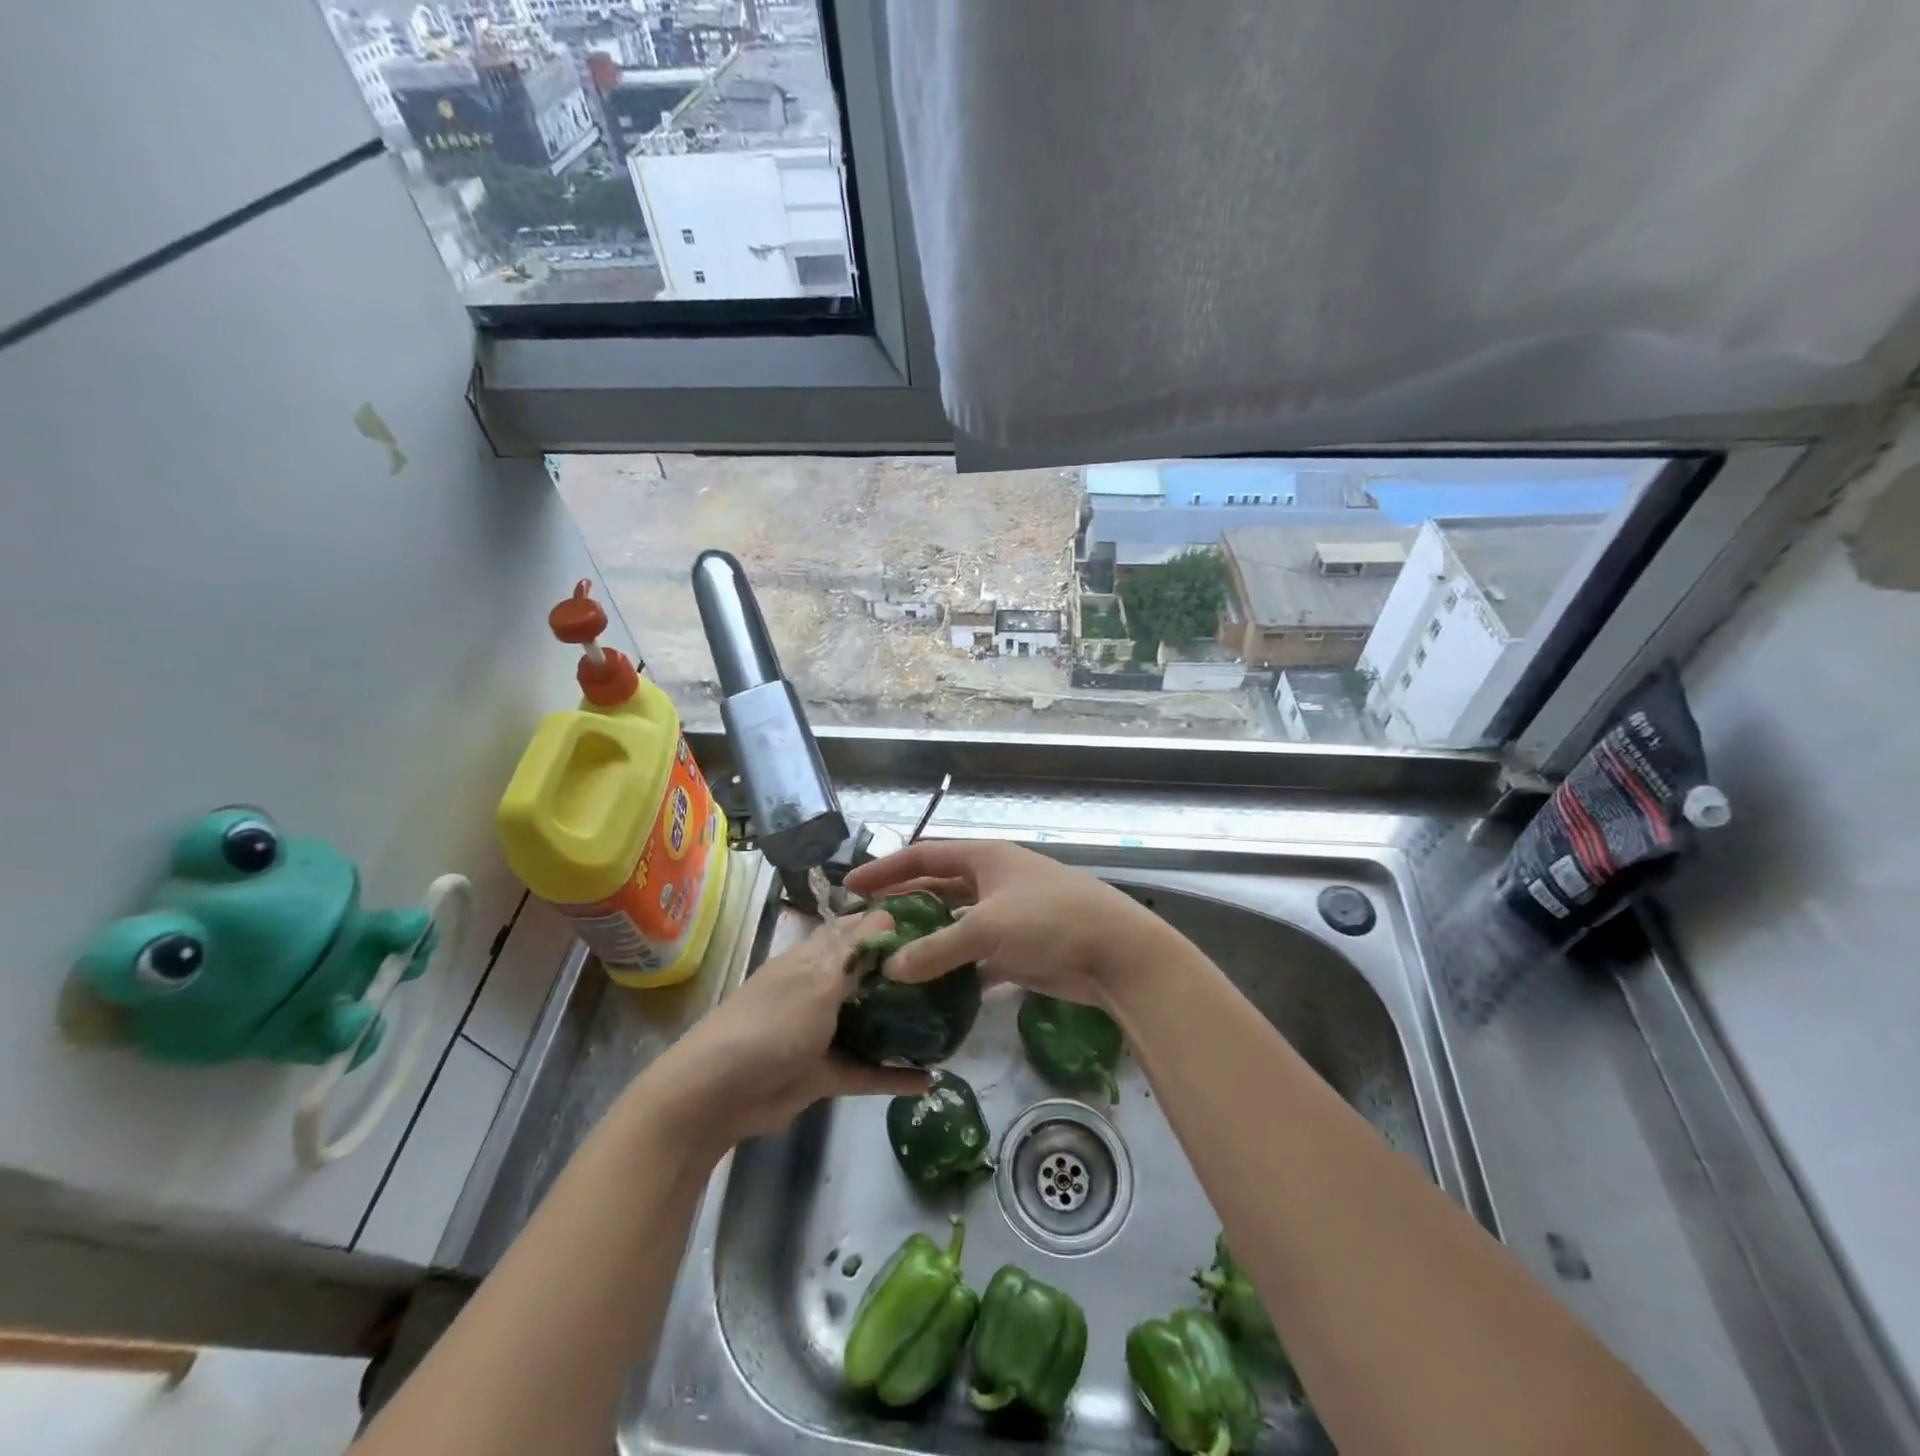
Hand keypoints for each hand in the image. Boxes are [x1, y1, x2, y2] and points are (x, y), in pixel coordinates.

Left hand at [642, 910, 929, 1147]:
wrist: (717, 1094)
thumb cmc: (771, 1023)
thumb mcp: (817, 980)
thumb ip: (856, 953)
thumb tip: (889, 914)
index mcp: (815, 958)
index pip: (859, 930)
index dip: (894, 924)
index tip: (937, 922)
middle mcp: (822, 988)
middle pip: (871, 976)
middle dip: (907, 975)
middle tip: (957, 974)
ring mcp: (822, 1031)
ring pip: (872, 1022)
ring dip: (904, 1024)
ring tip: (951, 1022)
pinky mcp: (824, 1071)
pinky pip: (867, 1070)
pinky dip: (894, 1075)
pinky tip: (930, 1079)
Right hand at [843, 841, 1167, 1009]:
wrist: (1116, 953)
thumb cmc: (1050, 920)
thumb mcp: (986, 928)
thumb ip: (935, 948)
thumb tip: (890, 967)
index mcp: (985, 859)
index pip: (924, 856)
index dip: (886, 869)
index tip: (851, 886)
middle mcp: (993, 882)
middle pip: (938, 890)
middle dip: (904, 907)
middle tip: (866, 930)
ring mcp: (1008, 917)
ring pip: (956, 927)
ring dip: (928, 943)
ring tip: (890, 963)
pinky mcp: (1019, 950)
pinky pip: (975, 958)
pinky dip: (954, 972)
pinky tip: (930, 992)